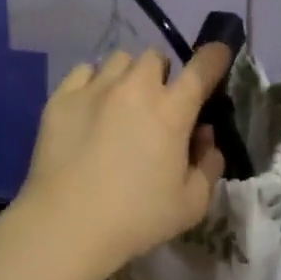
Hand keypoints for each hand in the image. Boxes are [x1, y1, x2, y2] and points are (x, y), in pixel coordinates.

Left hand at [13, 45, 233, 275]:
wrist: (67, 225)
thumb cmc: (136, 218)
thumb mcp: (192, 204)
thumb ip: (208, 165)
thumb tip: (205, 137)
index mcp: (171, 111)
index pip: (201, 68)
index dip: (214, 57)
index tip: (218, 54)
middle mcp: (135, 88)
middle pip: (155, 58)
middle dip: (162, 75)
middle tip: (158, 103)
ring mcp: (95, 88)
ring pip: (120, 60)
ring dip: (128, 75)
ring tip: (121, 102)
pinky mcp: (62, 97)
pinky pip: (84, 71)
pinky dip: (94, 81)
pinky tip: (91, 106)